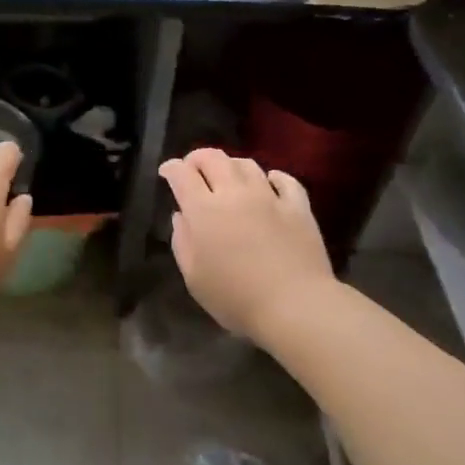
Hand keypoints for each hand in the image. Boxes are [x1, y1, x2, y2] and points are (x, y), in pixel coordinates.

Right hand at [158, 149, 333, 338]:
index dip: (171, 168)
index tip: (166, 173)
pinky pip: (286, 180)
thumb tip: (181, 216)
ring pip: (247, 164)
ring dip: (231, 166)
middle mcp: (234, 193)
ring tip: (229, 178)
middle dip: (197, 158)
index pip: (181, 173)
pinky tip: (270, 183)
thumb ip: (182, 242)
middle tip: (193, 170)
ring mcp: (269, 197)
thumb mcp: (194, 278)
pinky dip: (274, 177)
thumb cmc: (236, 299)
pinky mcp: (297, 207)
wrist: (295, 306)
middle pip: (213, 157)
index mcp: (204, 210)